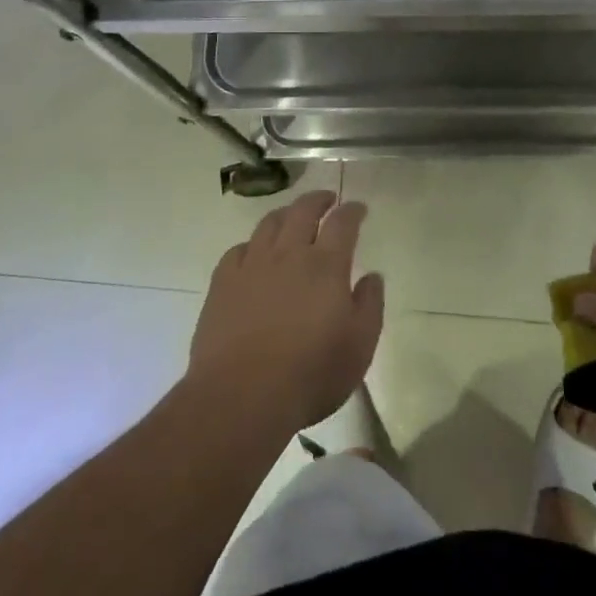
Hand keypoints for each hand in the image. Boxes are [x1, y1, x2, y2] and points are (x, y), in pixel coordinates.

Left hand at [188, 190, 382, 435]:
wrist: (242, 396)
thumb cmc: (311, 374)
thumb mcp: (359, 347)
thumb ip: (369, 306)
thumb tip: (372, 276)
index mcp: (325, 265)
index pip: (342, 223)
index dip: (352, 211)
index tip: (358, 208)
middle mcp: (289, 254)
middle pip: (303, 211)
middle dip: (318, 200)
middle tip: (327, 199)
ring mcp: (252, 265)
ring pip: (269, 224)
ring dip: (285, 213)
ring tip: (292, 216)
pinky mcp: (222, 283)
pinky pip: (238, 249)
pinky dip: (252, 244)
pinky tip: (254, 252)